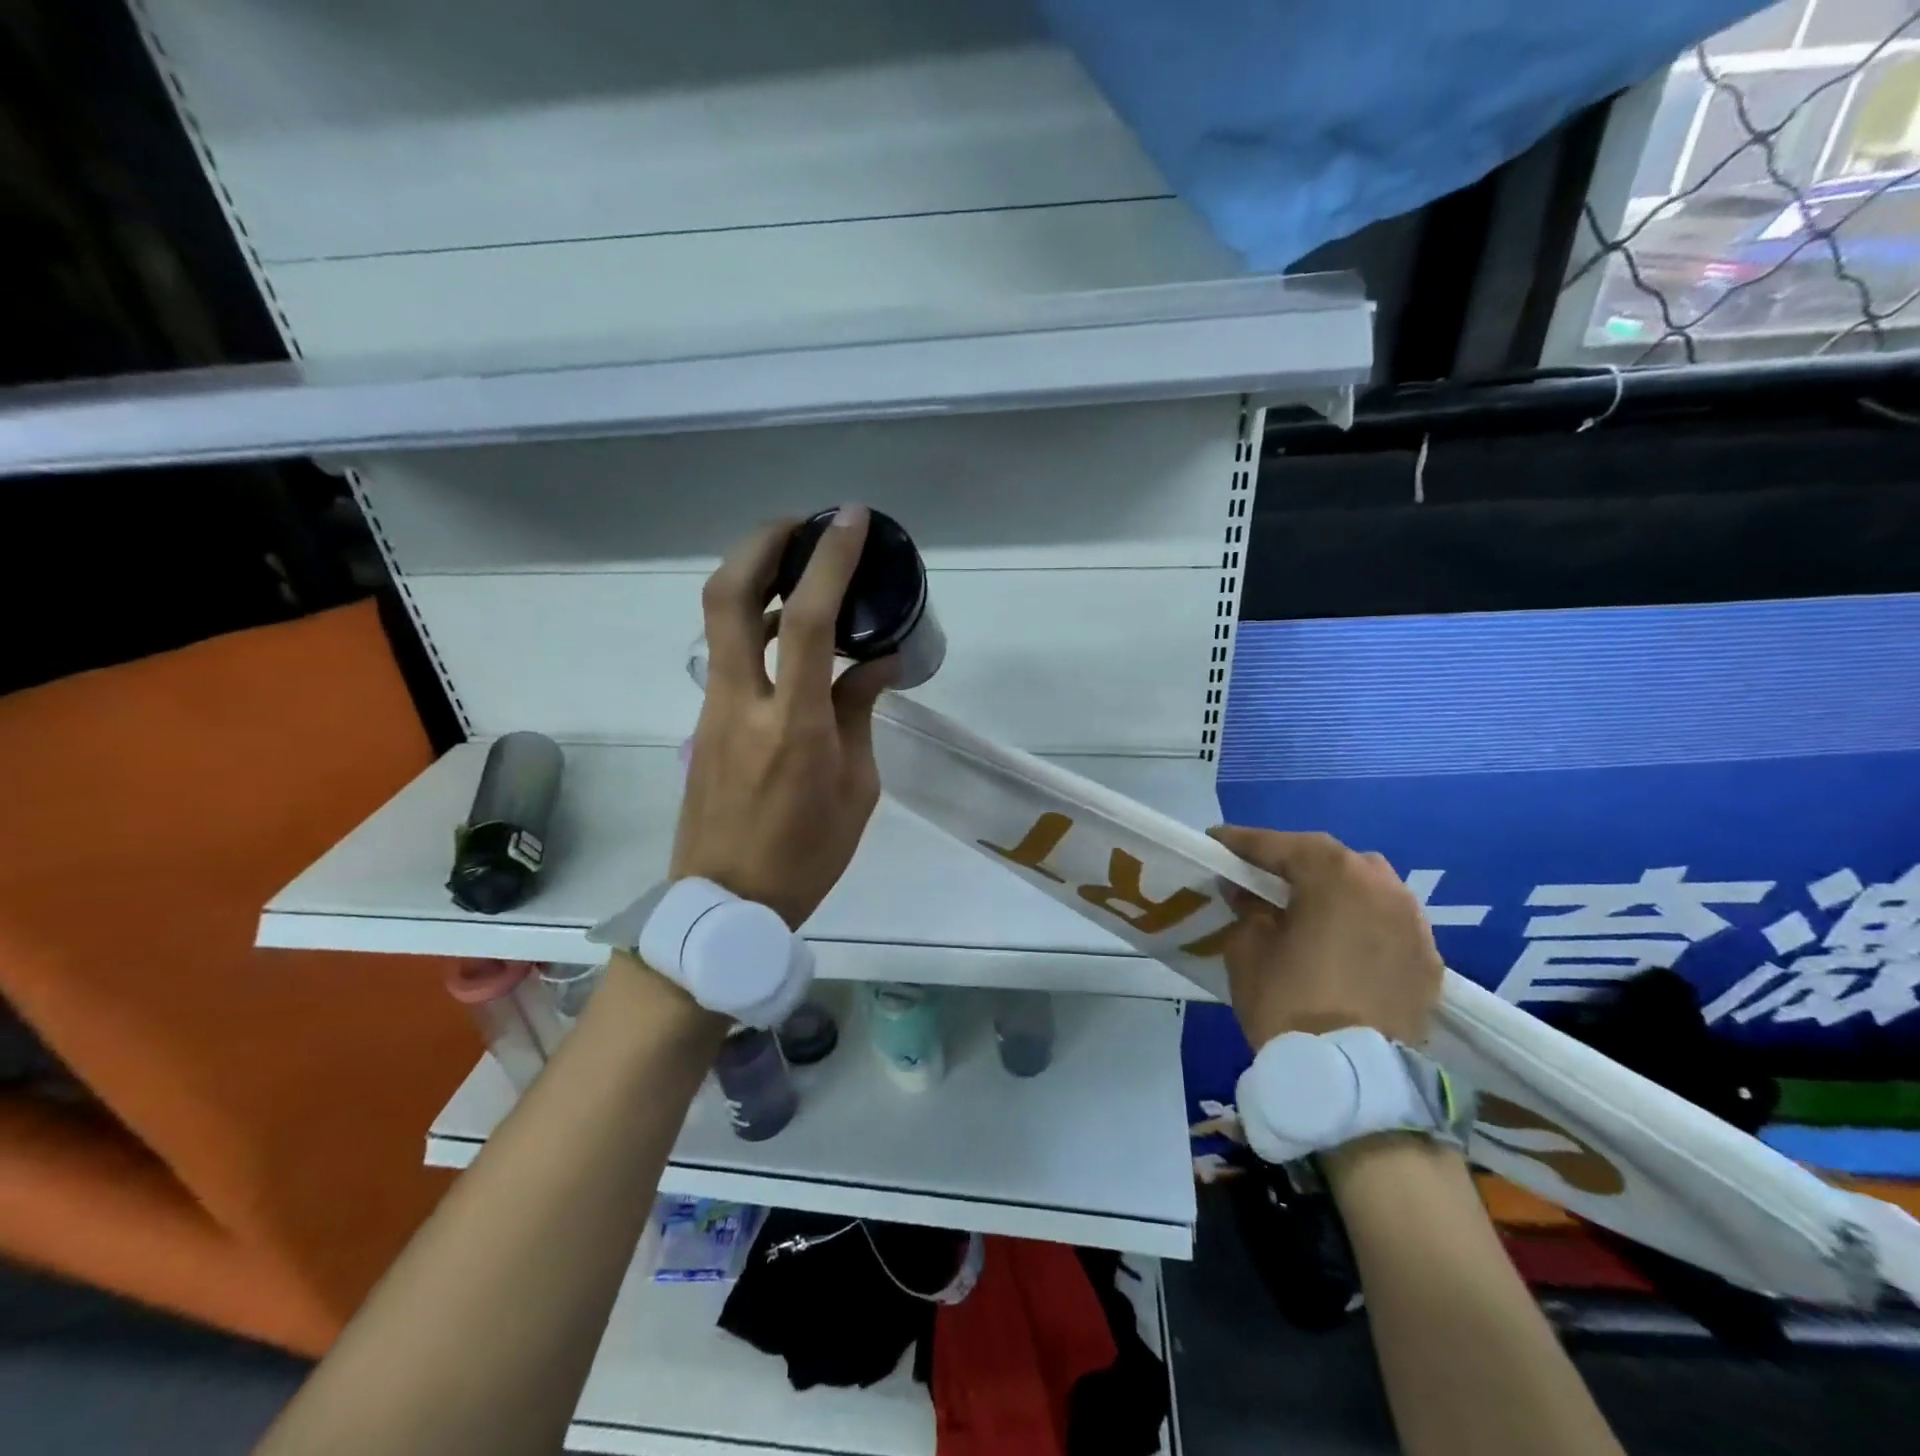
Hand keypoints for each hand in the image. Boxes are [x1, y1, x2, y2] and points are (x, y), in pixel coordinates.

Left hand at [671, 507, 898, 927]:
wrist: (726, 902)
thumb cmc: (806, 856)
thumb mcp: (856, 789)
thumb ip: (861, 714)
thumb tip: (877, 663)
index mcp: (793, 724)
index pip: (808, 621)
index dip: (828, 561)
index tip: (849, 520)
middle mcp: (743, 703)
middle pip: (728, 595)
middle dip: (760, 544)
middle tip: (800, 526)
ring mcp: (714, 710)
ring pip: (719, 620)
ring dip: (755, 580)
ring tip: (802, 571)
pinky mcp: (704, 722)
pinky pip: (728, 655)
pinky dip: (757, 625)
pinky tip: (792, 634)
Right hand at [1208, 827, 1442, 1049]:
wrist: (1351, 1078)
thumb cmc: (1288, 1001)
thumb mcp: (1248, 948)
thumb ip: (1247, 908)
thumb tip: (1245, 891)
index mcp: (1335, 874)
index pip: (1280, 845)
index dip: (1242, 843)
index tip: (1216, 842)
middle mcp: (1383, 885)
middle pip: (1331, 859)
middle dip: (1293, 862)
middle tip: (1260, 874)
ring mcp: (1414, 923)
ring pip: (1367, 888)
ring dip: (1334, 889)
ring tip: (1304, 906)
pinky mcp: (1429, 961)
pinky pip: (1388, 924)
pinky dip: (1362, 922)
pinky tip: (1341, 940)